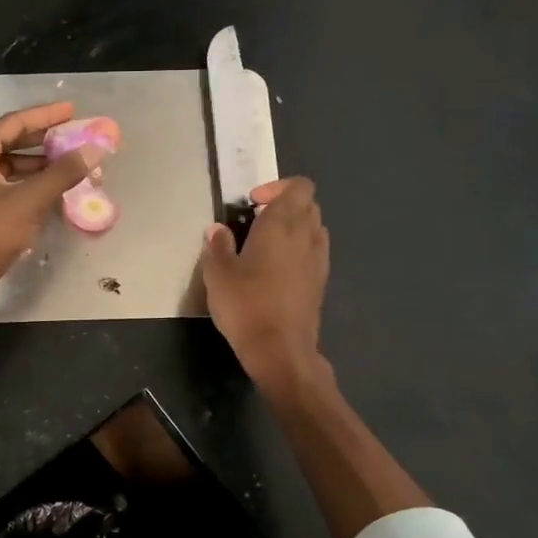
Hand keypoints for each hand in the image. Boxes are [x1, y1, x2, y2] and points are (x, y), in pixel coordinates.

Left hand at [0, 102, 106, 303]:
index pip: (14, 122)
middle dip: (44, 141)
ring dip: (38, 166)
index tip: (74, 111)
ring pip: (8, 168)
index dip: (46, 115)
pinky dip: (27, 187)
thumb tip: (94, 150)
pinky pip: (5, 188)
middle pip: (10, 142)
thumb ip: (62, 173)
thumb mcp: (28, 201)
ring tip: (69, 167)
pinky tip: (50, 194)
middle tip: (75, 138)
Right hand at [201, 177, 328, 387]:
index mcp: (282, 224)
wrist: (280, 350)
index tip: (252, 203)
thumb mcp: (218, 274)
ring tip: (265, 245)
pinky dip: (298, 250)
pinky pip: (314, 251)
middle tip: (255, 221)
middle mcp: (306, 235)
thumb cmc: (246, 305)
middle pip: (307, 204)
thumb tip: (217, 230)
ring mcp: (318, 260)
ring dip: (293, 227)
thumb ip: (217, 246)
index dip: (277, 186)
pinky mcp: (320, 282)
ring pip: (313, 227)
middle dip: (284, 205)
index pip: (298, 187)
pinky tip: (275, 270)